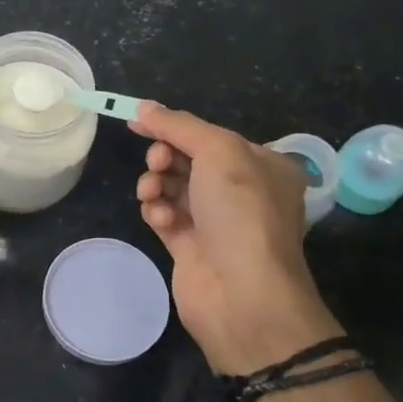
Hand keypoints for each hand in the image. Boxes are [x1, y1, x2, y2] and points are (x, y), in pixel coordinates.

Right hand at [131, 103, 343, 375]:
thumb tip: (142, 107)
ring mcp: (216, 222)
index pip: (211, 136)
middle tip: (157, 163)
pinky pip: (164, 216)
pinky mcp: (191, 247)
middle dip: (165, 156)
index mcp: (263, 165)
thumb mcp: (218, 151)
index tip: (138, 121)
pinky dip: (157, 212)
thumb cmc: (241, 212)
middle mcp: (243, 192)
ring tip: (151, 193)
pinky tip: (159, 219)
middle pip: (188, 160)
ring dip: (156, 183)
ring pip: (172, 187)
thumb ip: (178, 125)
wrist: (243, 294)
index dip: (175, 127)